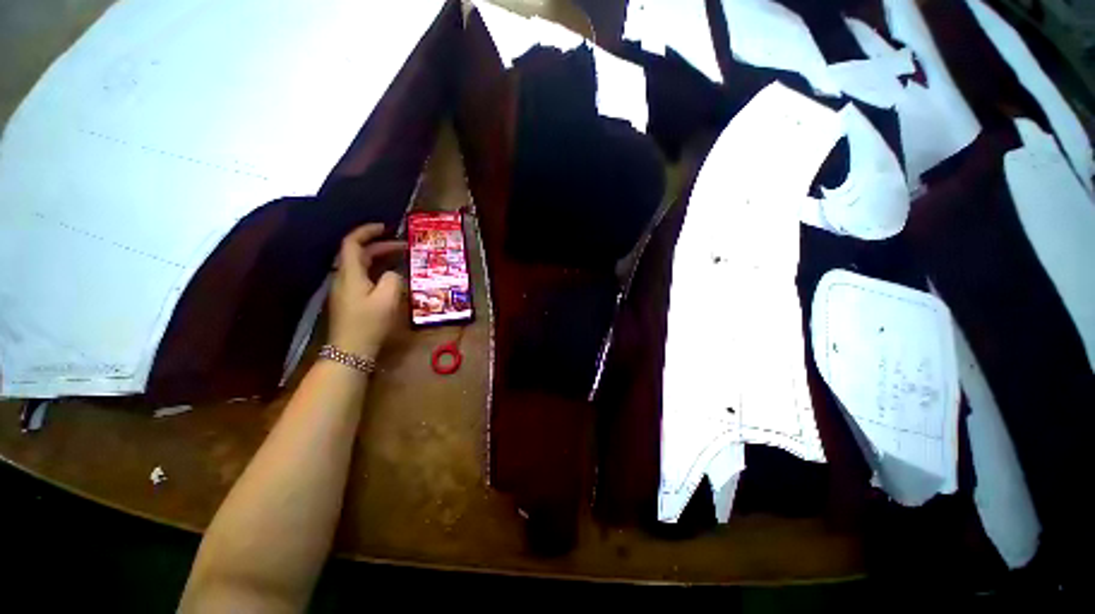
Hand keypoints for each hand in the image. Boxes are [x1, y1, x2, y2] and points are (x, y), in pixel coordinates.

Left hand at [328, 224, 405, 358]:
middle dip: (380, 246)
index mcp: (350, 273)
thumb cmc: (369, 322)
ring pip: (361, 265)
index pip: (352, 243)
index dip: (367, 231)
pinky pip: (363, 276)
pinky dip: (377, 270)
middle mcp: (344, 277)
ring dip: (380, 258)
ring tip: (401, 258)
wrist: (351, 350)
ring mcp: (345, 289)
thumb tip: (394, 273)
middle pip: (358, 253)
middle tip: (404, 246)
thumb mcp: (388, 298)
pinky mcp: (350, 299)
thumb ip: (394, 279)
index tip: (385, 227)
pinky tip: (392, 276)